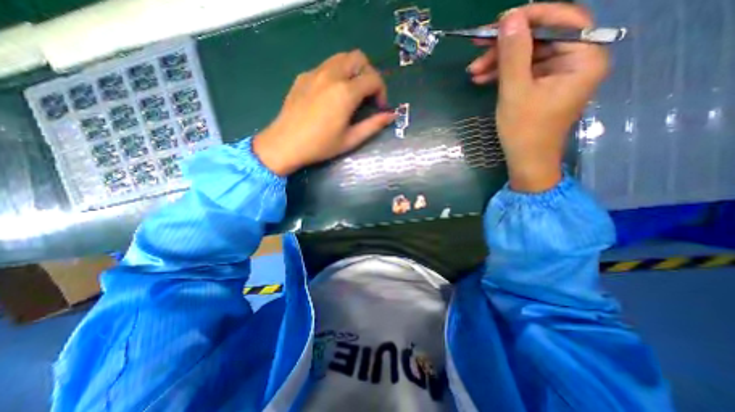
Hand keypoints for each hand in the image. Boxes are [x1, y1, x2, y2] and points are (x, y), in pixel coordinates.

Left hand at [253, 50, 396, 174]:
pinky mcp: (303, 77)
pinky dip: (336, 74)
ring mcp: (314, 73)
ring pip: (341, 58)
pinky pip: (325, 66)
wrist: (285, 144)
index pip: (373, 78)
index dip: (382, 91)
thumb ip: (373, 126)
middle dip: (369, 73)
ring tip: (351, 93)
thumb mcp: (350, 140)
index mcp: (345, 93)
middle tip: (367, 95)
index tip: (379, 107)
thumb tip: (391, 116)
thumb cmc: (320, 146)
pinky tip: (331, 95)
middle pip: (358, 58)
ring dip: (352, 71)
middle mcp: (331, 75)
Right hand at [470, 3, 609, 192]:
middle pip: (541, 39)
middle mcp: (577, 61)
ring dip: (499, 62)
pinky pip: (524, 71)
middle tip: (477, 51)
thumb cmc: (524, 131)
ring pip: (528, 56)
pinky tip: (482, 79)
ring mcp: (559, 75)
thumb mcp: (515, 92)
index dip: (531, 16)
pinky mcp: (544, 86)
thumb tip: (509, 18)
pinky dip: (503, 74)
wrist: (526, 161)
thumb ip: (514, 54)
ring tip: (473, 72)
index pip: (563, 20)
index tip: (499, 22)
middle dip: (506, 46)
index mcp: (583, 59)